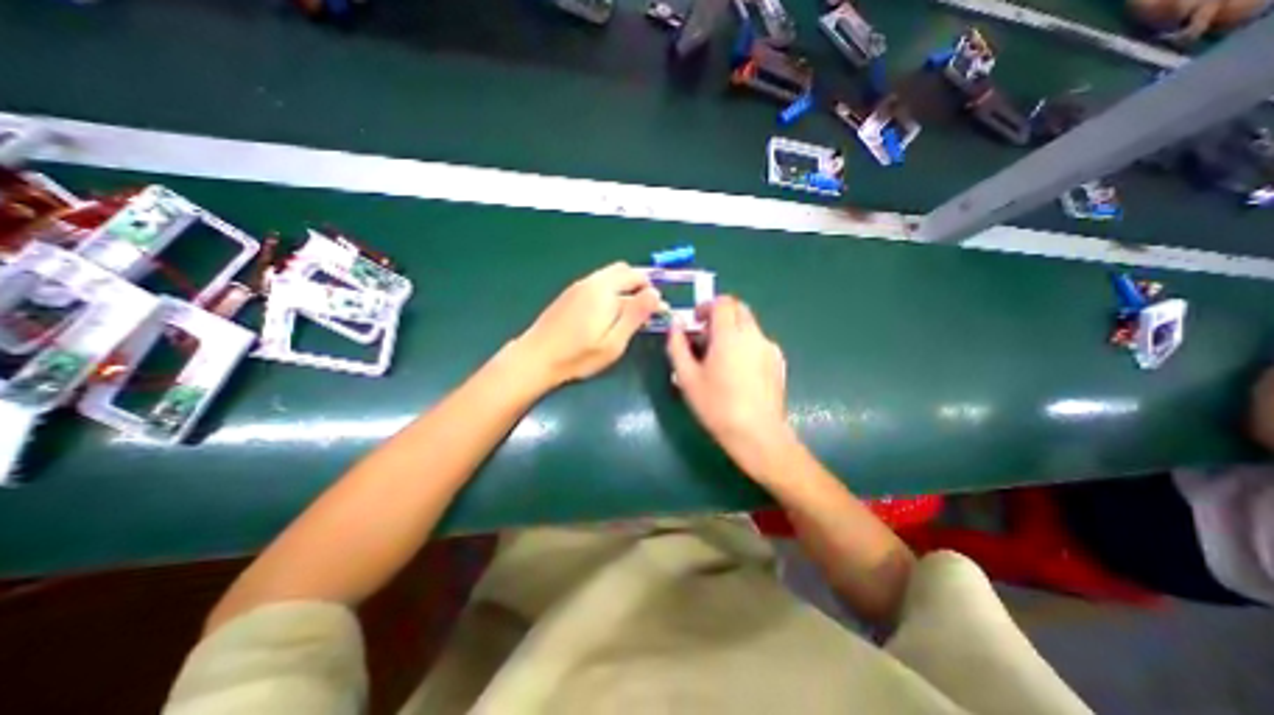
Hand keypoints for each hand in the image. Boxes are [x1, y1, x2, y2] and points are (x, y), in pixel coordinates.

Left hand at [511, 259, 662, 387]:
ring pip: (609, 276)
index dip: (652, 291)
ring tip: (629, 314)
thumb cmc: (578, 356)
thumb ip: (635, 315)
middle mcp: (591, 282)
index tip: (658, 311)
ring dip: (625, 288)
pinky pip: (597, 284)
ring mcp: (578, 287)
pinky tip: (608, 314)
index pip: (637, 277)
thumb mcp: (614, 341)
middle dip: (639, 285)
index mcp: (604, 290)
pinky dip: (610, 292)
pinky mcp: (569, 295)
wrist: (535, 359)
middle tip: (645, 310)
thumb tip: (655, 293)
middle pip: (623, 270)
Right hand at [666, 296, 793, 480]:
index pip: (723, 302)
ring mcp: (769, 348)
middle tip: (706, 337)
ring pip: (750, 325)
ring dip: (733, 330)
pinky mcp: (778, 361)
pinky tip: (739, 371)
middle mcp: (753, 335)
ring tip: (721, 357)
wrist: (757, 434)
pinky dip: (746, 344)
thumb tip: (675, 325)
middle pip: (739, 309)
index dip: (707, 306)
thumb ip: (677, 346)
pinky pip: (759, 342)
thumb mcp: (688, 378)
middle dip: (721, 315)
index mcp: (730, 335)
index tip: (696, 321)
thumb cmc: (717, 406)